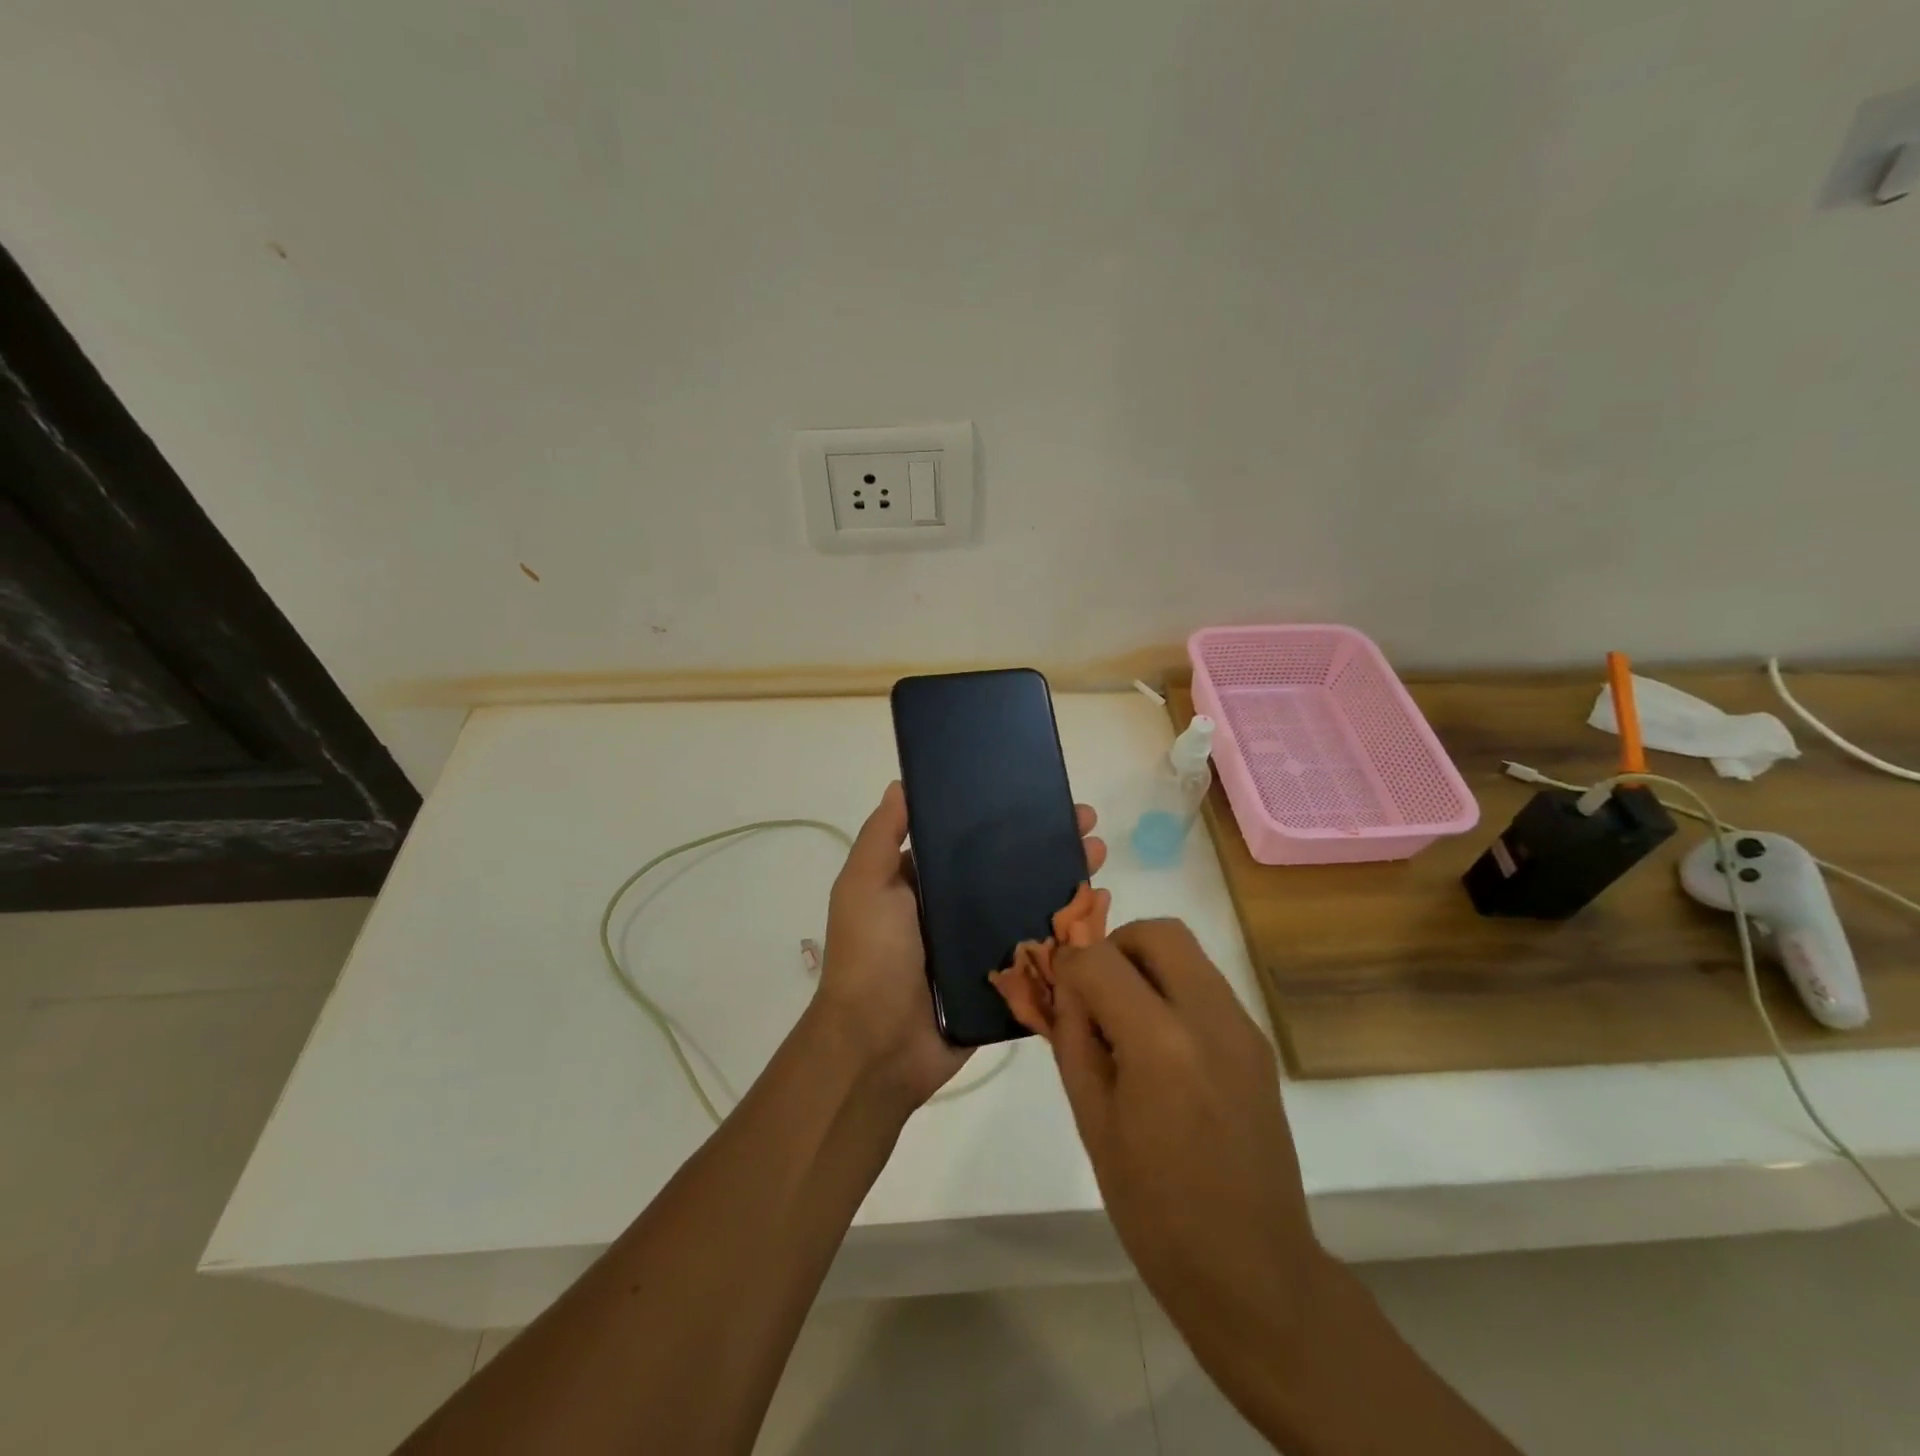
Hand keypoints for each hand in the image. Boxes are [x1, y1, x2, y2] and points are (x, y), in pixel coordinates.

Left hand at [816, 782, 1105, 1109]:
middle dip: (1049, 843)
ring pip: (1033, 904)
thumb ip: (882, 836)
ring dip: (1067, 879)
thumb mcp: (863, 886)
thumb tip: (903, 783)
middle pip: (1012, 868)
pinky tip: (1101, 907)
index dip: (1006, 817)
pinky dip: (1072, 930)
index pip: (972, 840)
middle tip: (1088, 824)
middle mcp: (957, 911)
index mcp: (926, 884)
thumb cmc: (870, 957)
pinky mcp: (1007, 982)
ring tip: (1100, 856)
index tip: (1040, 796)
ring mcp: (984, 948)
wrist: (878, 1048)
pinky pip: (1044, 951)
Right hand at [1048, 920, 1321, 1404]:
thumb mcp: (1093, 1121)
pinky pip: (1207, 985)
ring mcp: (1242, 1027)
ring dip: (1145, 964)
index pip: (1099, 960)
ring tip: (1124, 1017)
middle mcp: (1209, 1018)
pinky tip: (1159, 1043)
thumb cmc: (1155, 1209)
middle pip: (1158, 932)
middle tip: (1094, 990)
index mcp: (1160, 1044)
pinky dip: (1173, 989)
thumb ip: (1073, 1039)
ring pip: (1187, 952)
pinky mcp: (1258, 1043)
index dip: (1067, 965)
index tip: (1055, 990)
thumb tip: (1064, 988)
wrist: (1253, 1270)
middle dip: (1115, 945)